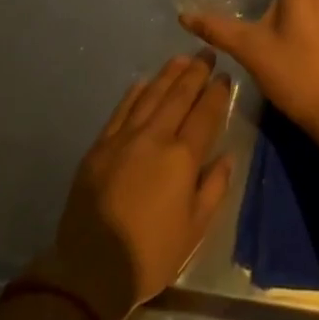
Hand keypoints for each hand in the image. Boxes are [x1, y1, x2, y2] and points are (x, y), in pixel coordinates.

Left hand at [32, 50, 235, 319]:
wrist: (93, 266)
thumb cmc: (152, 253)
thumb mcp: (195, 229)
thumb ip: (213, 188)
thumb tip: (226, 157)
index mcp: (182, 157)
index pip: (205, 114)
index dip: (217, 93)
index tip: (225, 76)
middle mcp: (154, 137)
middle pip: (178, 96)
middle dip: (195, 73)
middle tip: (206, 53)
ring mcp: (124, 137)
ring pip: (150, 95)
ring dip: (167, 75)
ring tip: (181, 59)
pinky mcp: (100, 145)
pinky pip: (122, 109)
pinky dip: (135, 92)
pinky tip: (143, 82)